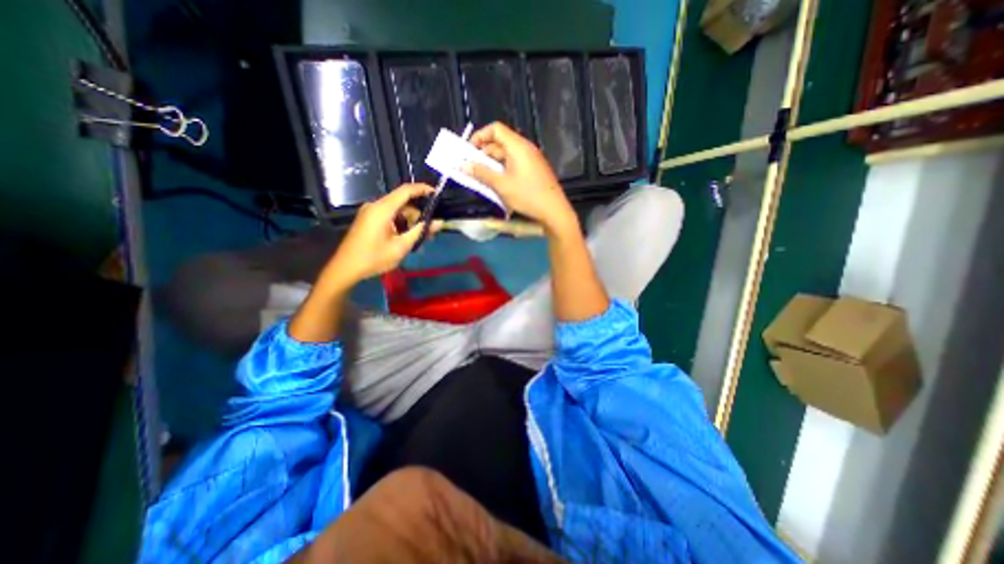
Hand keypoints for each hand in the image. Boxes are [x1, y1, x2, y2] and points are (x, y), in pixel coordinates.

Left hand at [327, 186, 440, 287]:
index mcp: (382, 209)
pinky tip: (407, 237)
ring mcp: (371, 212)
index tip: (437, 194)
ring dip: (410, 221)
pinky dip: (401, 224)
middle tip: (430, 230)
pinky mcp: (369, 219)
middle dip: (418, 214)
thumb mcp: (401, 247)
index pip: (405, 191)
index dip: (422, 189)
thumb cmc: (374, 258)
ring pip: (397, 210)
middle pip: (403, 203)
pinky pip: (390, 216)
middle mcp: (375, 206)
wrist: (346, 268)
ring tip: (420, 238)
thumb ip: (421, 232)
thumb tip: (439, 222)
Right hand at [465, 121, 576, 235]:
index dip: (480, 136)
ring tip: (482, 178)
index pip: (495, 129)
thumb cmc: (527, 195)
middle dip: (484, 153)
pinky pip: (515, 164)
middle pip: (500, 142)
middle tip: (472, 168)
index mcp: (518, 146)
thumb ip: (482, 173)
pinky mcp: (534, 170)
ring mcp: (531, 159)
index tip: (469, 151)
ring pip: (507, 155)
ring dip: (493, 164)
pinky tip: (498, 183)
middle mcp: (525, 148)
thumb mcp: (501, 185)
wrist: (554, 210)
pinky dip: (503, 170)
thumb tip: (464, 165)